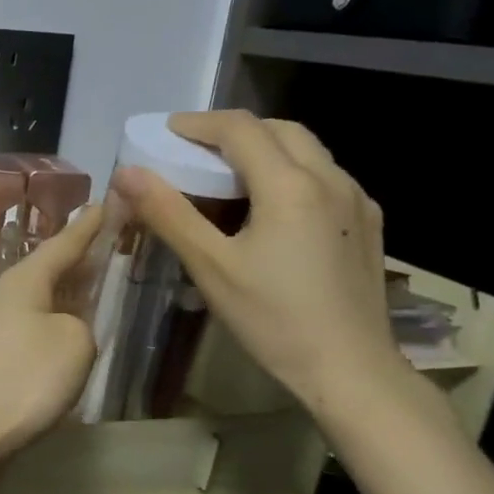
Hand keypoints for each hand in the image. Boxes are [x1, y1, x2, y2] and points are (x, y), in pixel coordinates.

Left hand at [0, 204, 104, 465]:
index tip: (105, 203)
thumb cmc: (24, 378)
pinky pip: (24, 324)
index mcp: (22, 281)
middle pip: (43, 269)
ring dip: (59, 291)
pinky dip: (46, 319)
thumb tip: (64, 327)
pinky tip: (58, 332)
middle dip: (72, 258)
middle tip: (101, 243)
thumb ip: (80, 324)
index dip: (86, 227)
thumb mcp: (74, 343)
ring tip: (86, 285)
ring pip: (32, 298)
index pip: (61, 244)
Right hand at [112, 110, 407, 413]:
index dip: (198, 123)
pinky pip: (324, 177)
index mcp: (290, 186)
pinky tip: (269, 208)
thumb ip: (168, 213)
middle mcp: (331, 179)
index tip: (164, 132)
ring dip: (263, 148)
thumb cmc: (274, 319)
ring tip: (226, 176)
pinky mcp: (366, 223)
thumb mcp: (211, 267)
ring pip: (306, 151)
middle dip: (232, 131)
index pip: (240, 128)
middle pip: (279, 129)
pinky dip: (288, 172)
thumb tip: (127, 173)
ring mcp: (356, 201)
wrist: (351, 370)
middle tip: (193, 151)